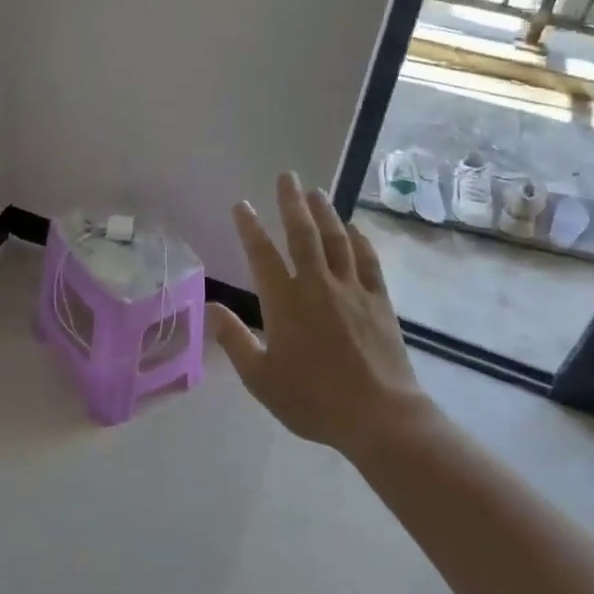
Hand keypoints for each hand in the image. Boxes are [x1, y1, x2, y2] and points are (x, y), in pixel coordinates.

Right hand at [208, 172, 439, 458]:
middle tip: (286, 176)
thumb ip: (235, 341)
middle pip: (303, 234)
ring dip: (325, 213)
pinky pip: (368, 261)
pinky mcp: (379, 301)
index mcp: (285, 303)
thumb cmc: (313, 399)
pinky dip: (359, 240)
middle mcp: (318, 286)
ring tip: (316, 191)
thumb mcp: (261, 379)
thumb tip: (213, 307)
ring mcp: (353, 290)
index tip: (240, 205)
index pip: (262, 255)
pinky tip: (354, 228)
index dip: (249, 227)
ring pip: (337, 240)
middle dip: (292, 203)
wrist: (380, 417)